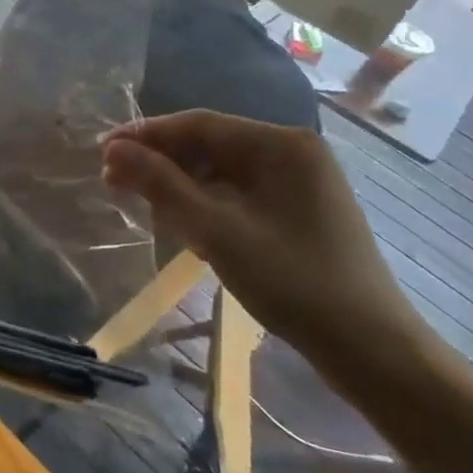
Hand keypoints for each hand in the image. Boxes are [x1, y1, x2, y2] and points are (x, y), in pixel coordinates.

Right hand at [100, 111, 428, 371]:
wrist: (370, 349)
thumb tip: (114, 150)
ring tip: (138, 204)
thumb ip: (161, 184)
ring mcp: (298, 182)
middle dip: (159, 162)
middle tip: (112, 183)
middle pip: (208, 145)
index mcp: (280, 144)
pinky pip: (237, 192)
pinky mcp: (297, 210)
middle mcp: (291, 152)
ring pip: (220, 170)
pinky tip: (179, 222)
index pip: (198, 124)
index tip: (101, 152)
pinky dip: (204, 203)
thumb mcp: (216, 231)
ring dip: (177, 185)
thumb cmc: (292, 281)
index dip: (144, 135)